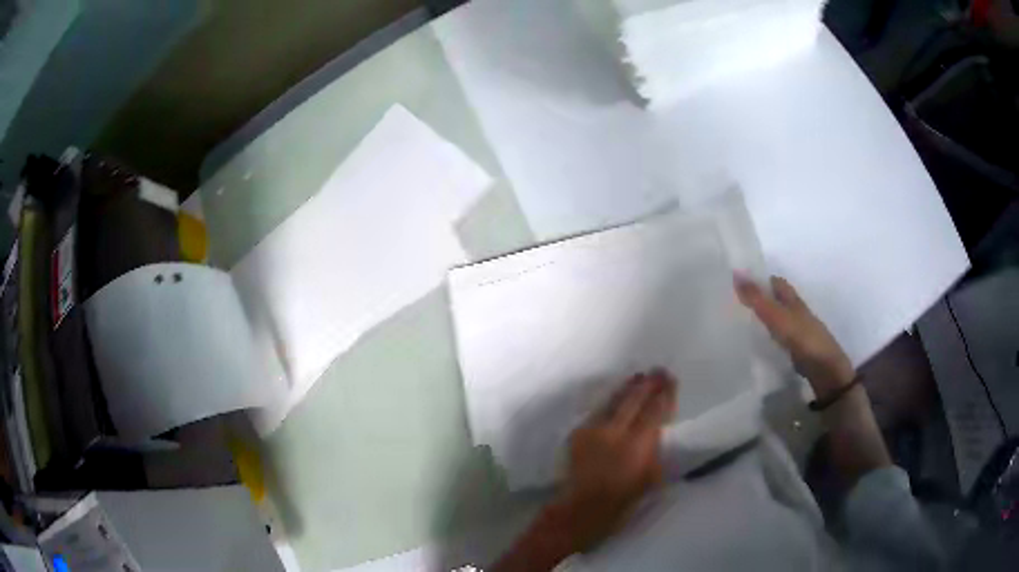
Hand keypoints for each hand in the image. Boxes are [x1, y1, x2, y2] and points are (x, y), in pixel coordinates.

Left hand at [555, 370, 676, 551]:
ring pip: (614, 401)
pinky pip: (598, 411)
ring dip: (628, 388)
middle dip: (648, 384)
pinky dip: (611, 402)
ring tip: (639, 376)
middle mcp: (615, 432)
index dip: (664, 395)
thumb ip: (654, 450)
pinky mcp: (578, 433)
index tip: (671, 381)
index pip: (654, 411)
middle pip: (634, 400)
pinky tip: (616, 397)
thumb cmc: (622, 501)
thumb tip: (657, 430)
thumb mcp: (650, 477)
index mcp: (637, 445)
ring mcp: (593, 430)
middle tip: (659, 370)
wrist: (580, 509)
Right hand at [734, 275, 854, 395]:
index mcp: (793, 300)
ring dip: (764, 318)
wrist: (824, 369)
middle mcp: (796, 313)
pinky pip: (778, 337)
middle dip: (760, 298)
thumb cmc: (803, 338)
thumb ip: (758, 299)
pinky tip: (757, 343)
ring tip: (741, 322)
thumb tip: (735, 273)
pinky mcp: (796, 350)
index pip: (776, 282)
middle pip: (777, 300)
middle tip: (735, 302)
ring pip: (778, 318)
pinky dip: (768, 336)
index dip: (760, 278)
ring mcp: (797, 332)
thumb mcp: (778, 317)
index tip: (739, 281)